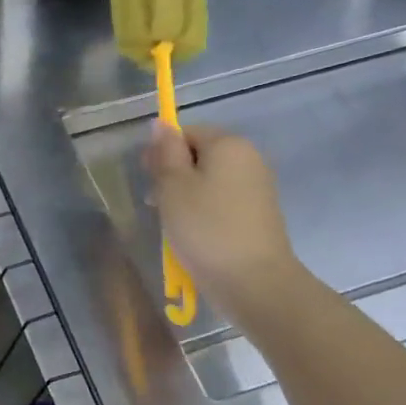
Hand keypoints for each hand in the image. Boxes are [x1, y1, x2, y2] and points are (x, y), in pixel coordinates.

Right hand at [144, 123, 303, 318]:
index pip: (187, 132)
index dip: (162, 152)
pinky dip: (203, 212)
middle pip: (200, 155)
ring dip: (185, 196)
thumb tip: (161, 124)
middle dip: (173, 175)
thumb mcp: (173, 187)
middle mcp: (248, 159)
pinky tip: (192, 234)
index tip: (147, 178)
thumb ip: (166, 153)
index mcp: (229, 145)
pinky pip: (221, 201)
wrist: (253, 281)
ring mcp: (257, 187)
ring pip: (209, 180)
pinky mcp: (258, 214)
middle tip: (155, 204)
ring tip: (170, 224)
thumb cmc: (205, 228)